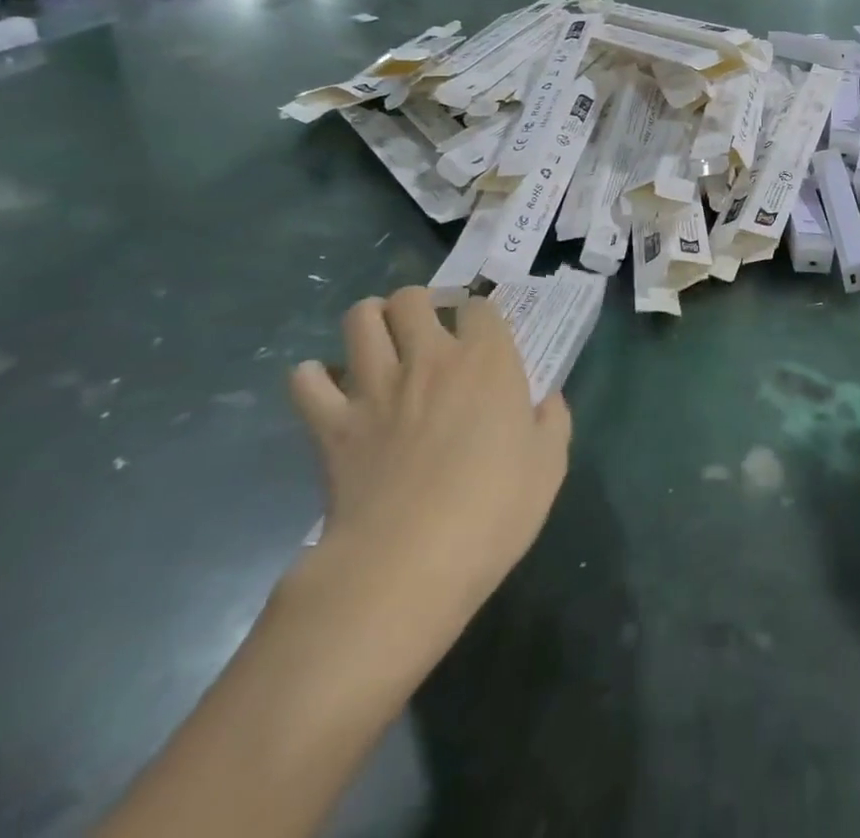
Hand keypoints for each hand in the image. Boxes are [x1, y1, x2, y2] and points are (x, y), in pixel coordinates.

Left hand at [290, 288, 570, 641]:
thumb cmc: (493, 510)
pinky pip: (307, 380)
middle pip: (412, 298)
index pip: (480, 306)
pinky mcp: (331, 423)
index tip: (483, 336)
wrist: (408, 563)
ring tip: (379, 341)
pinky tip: (330, 389)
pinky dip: (314, 377)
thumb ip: (553, 422)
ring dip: (369, 321)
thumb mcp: (550, 466)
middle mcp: (430, 358)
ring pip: (359, 319)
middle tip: (426, 330)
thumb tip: (547, 401)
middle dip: (419, 304)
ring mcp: (375, 387)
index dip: (480, 315)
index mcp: (487, 360)